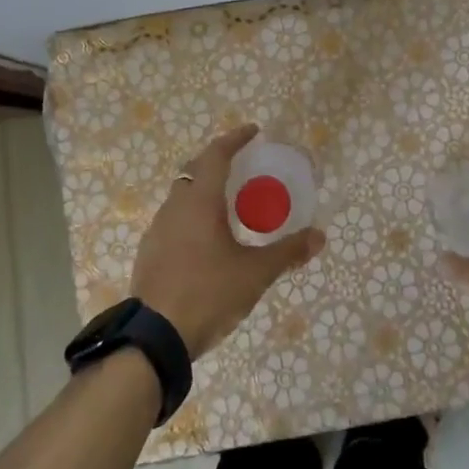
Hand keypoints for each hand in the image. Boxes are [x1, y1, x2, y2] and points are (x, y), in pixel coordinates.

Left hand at [130, 124, 323, 358]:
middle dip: (217, 162)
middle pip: (195, 171)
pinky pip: (174, 220)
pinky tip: (206, 240)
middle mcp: (175, 207)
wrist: (155, 336)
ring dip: (203, 190)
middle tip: (242, 167)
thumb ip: (287, 252)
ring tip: (228, 204)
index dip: (235, 139)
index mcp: (200, 201)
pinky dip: (192, 216)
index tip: (253, 132)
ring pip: (182, 196)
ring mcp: (157, 229)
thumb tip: (319, 236)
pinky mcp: (149, 252)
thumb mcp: (255, 273)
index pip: (216, 155)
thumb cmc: (208, 293)